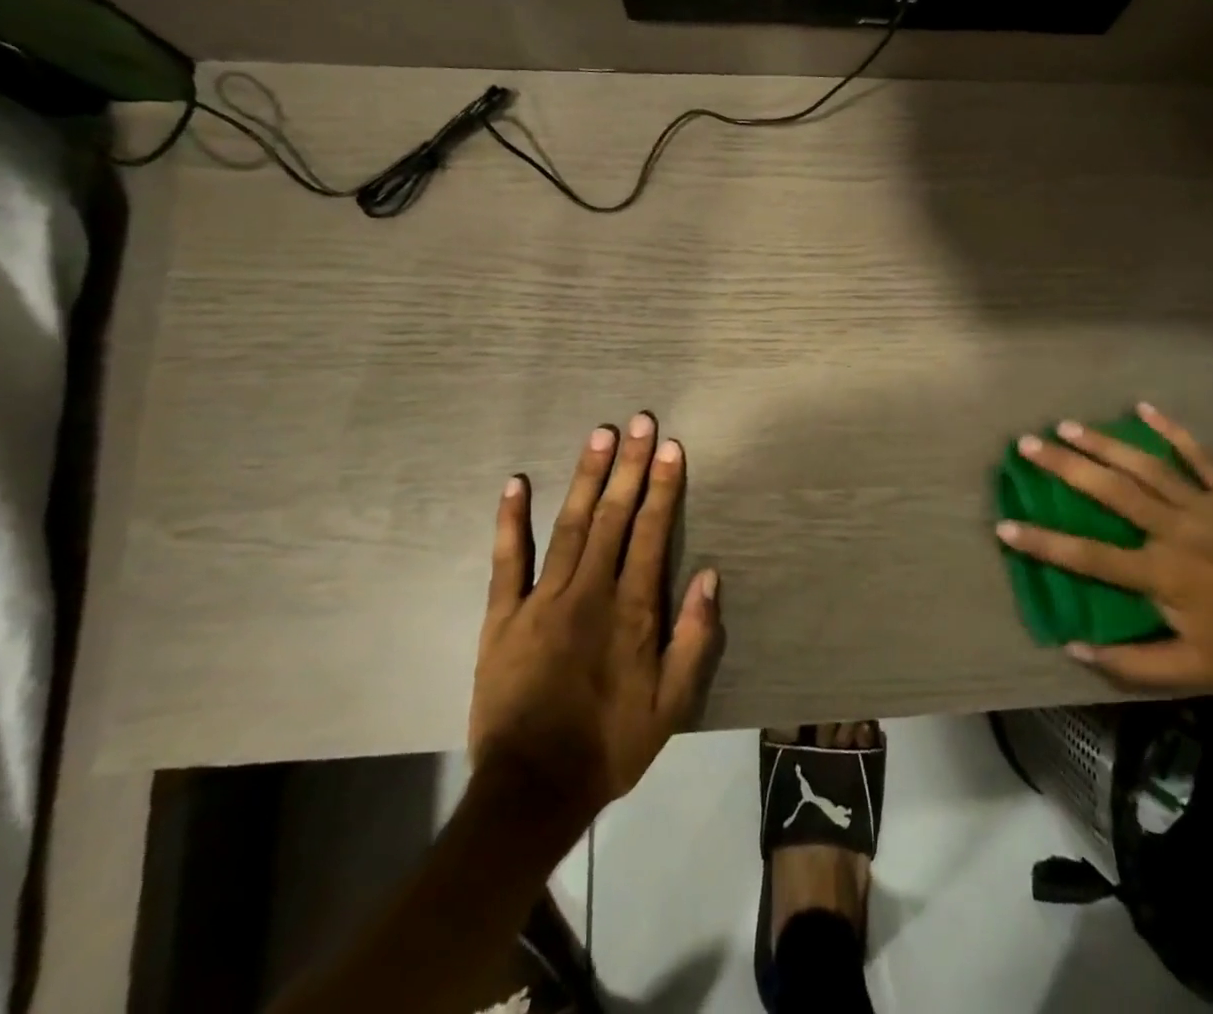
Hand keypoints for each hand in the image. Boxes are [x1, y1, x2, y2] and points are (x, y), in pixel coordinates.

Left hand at [469, 414, 722, 827]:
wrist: (531, 791)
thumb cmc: (611, 744)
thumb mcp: (672, 704)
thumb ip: (693, 638)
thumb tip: (709, 575)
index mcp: (632, 610)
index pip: (652, 533)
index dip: (664, 487)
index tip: (671, 448)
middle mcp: (590, 592)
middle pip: (613, 516)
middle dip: (630, 466)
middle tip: (640, 421)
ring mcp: (542, 600)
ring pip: (569, 525)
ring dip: (586, 477)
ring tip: (599, 436)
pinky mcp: (503, 617)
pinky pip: (507, 560)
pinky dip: (511, 520)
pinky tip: (516, 483)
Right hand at [996, 404, 1212, 705]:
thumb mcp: (1191, 671)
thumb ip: (1130, 663)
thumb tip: (1071, 645)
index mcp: (1162, 575)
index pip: (1090, 556)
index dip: (1044, 542)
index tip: (1005, 525)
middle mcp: (1177, 531)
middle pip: (1111, 492)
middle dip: (1066, 467)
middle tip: (1029, 445)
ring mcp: (1209, 506)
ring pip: (1147, 466)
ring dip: (1104, 444)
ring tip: (1068, 425)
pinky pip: (1201, 455)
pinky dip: (1172, 431)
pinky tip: (1144, 408)